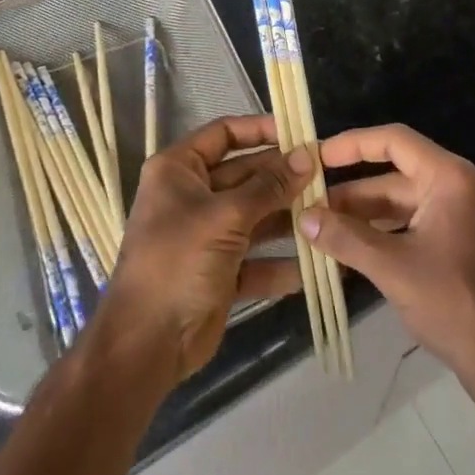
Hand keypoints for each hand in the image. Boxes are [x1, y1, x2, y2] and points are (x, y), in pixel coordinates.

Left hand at [94, 115, 306, 388]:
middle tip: (326, 175)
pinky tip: (316, 263)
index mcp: (179, 169)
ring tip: (327, 213)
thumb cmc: (179, 261)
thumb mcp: (226, 217)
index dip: (261, 130)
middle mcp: (192, 195)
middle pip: (245, 175)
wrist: (146, 344)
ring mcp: (206, 235)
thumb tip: (308, 154)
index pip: (224, 133)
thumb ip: (269, 186)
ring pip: (254, 216)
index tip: (299, 133)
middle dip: (283, 177)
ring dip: (287, 217)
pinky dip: (280, 262)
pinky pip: (255, 259)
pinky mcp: (219, 272)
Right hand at [300, 125, 474, 447]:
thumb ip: (345, 238)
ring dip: (364, 216)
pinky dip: (384, 234)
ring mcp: (462, 216)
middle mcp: (458, 187)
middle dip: (351, 191)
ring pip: (403, 203)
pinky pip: (415, 225)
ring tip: (321, 230)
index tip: (316, 156)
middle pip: (395, 174)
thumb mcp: (392, 268)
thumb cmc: (454, 304)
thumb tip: (302, 218)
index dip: (351, 144)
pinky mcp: (462, 244)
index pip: (393, 140)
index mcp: (449, 178)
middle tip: (308, 203)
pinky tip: (351, 251)